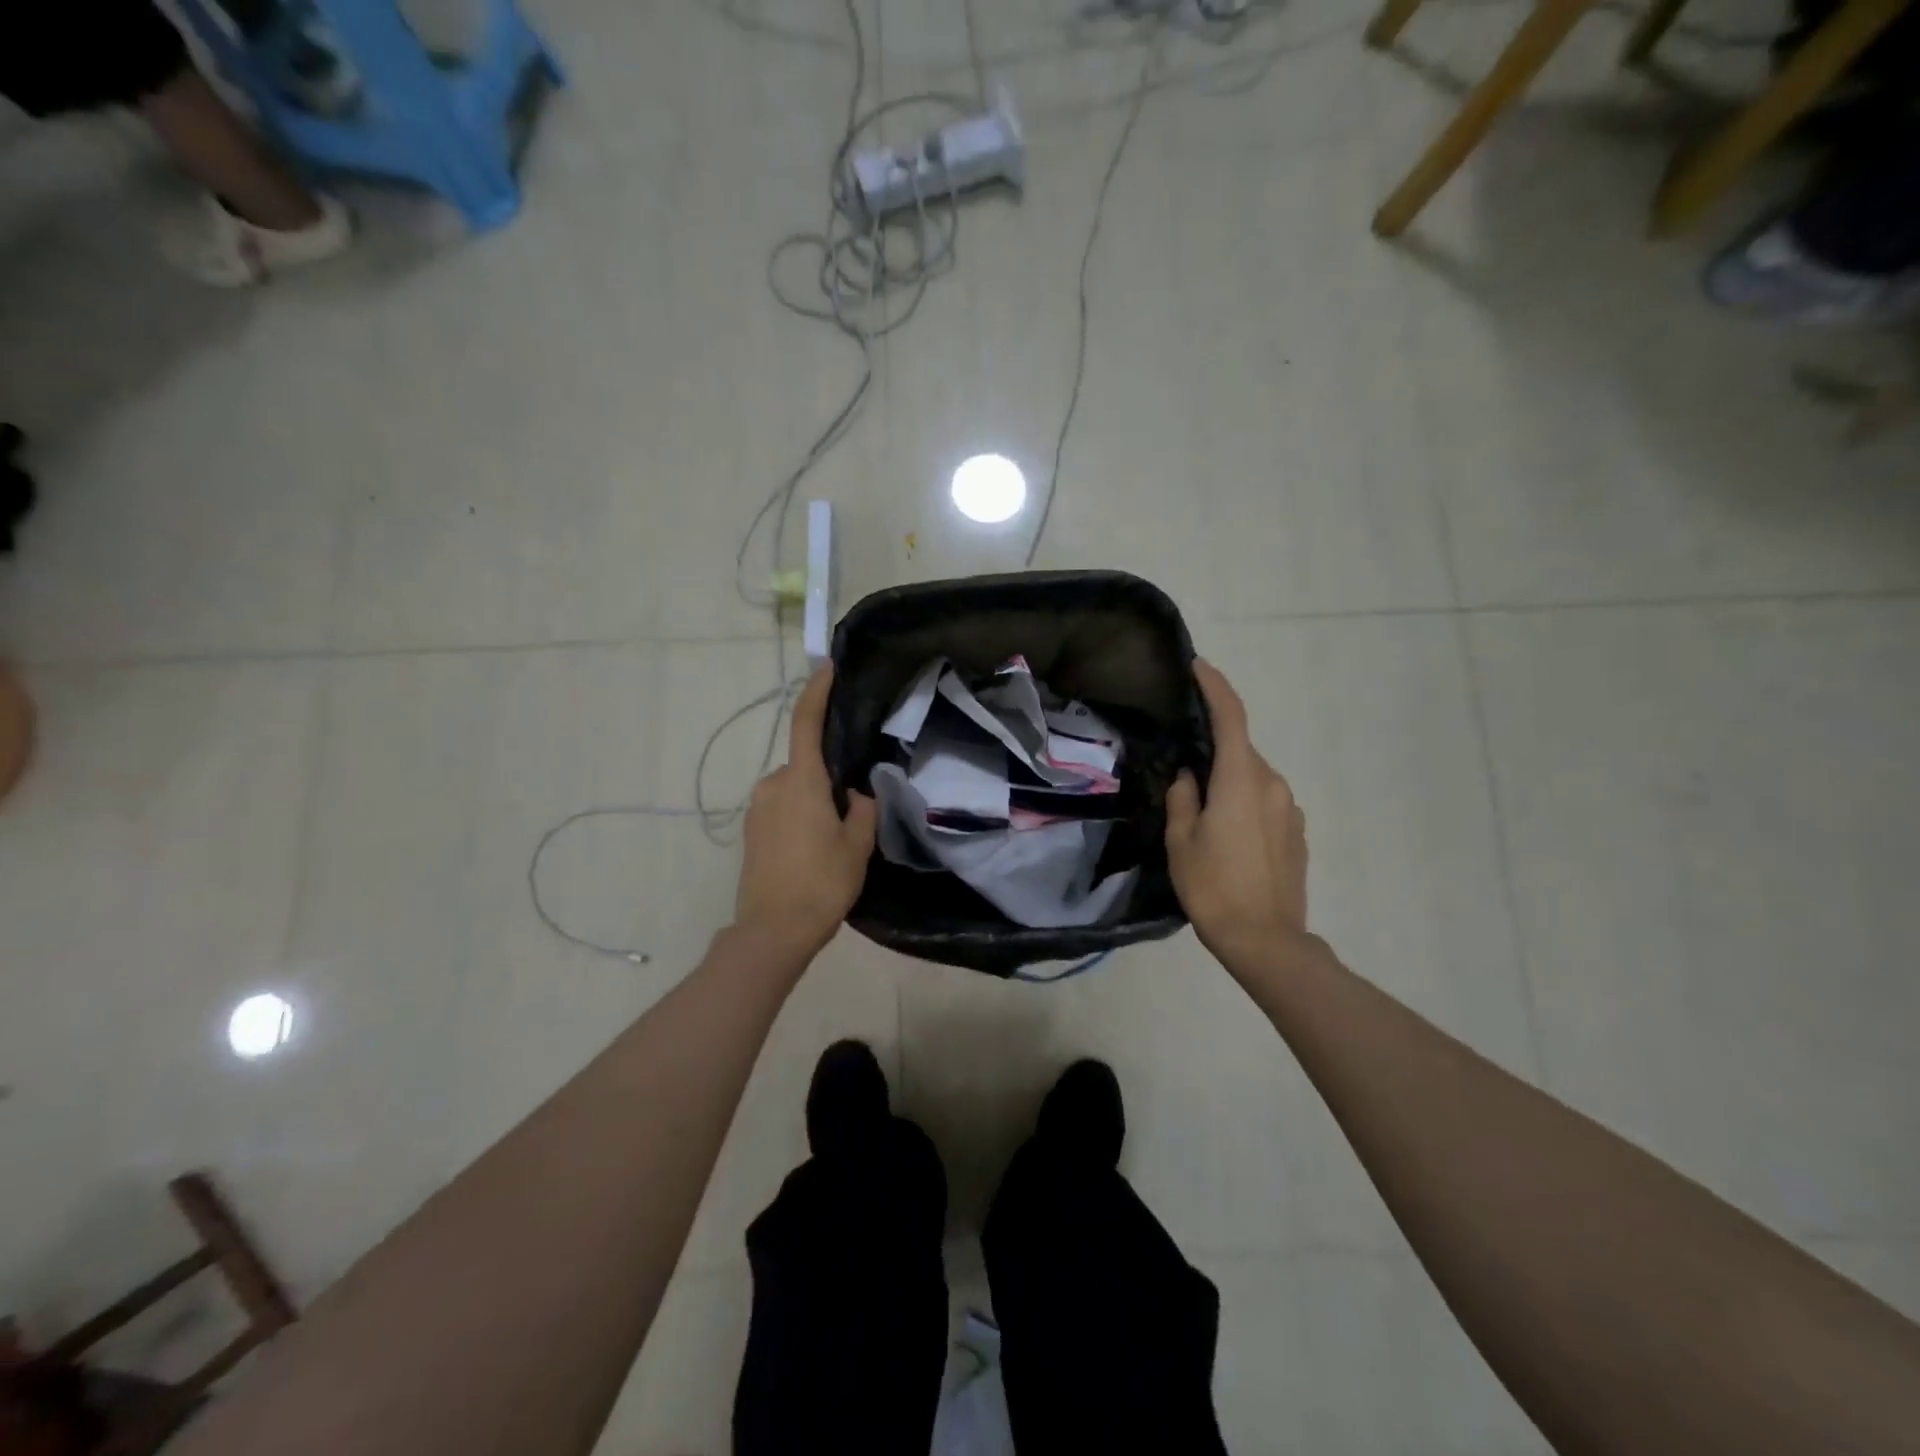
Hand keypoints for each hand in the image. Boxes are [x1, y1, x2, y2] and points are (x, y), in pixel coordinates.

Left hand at [734, 666, 877, 965]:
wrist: (772, 931)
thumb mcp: (858, 845)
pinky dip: (801, 815)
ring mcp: (757, 808)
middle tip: (856, 804)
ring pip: (795, 788)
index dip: (817, 691)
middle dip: (829, 774)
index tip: (827, 667)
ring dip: (815, 799)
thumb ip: (863, 809)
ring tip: (838, 835)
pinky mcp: (751, 831)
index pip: (806, 723)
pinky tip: (816, 847)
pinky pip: (782, 807)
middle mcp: (772, 785)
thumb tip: (857, 793)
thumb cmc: (821, 883)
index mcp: (801, 781)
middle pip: (806, 763)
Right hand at [1165, 660, 1309, 967]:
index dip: (1215, 687)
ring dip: (1228, 782)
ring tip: (1202, 814)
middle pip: (1240, 750)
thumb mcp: (1181, 840)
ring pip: (1252, 778)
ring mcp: (1290, 809)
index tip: (1198, 666)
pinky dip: (1244, 803)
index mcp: (1241, 780)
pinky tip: (1227, 837)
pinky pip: (1265, 802)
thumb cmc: (1213, 886)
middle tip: (1182, 770)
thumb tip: (1190, 775)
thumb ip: (1183, 797)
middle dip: (1213, 750)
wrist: (1266, 939)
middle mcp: (1273, 784)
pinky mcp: (1297, 832)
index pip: (1231, 717)